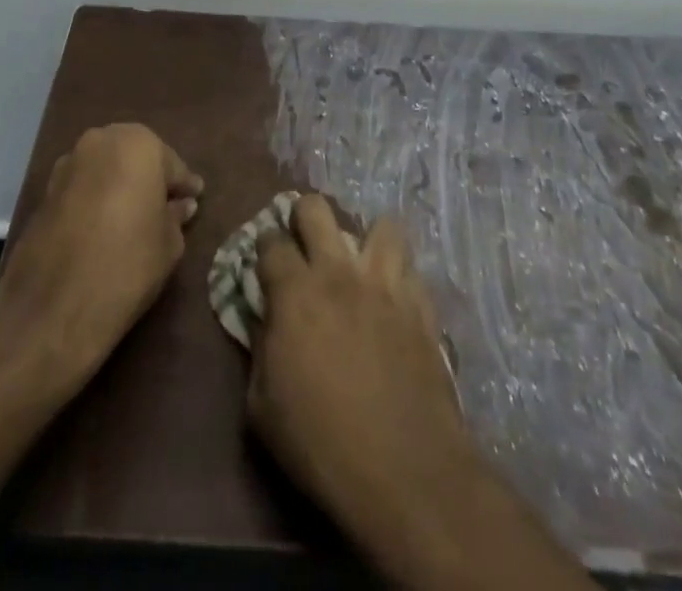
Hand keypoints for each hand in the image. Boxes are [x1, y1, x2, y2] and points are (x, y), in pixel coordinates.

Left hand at [0, 123, 203, 384]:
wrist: (55, 305)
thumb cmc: (128, 264)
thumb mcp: (169, 244)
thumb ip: (176, 216)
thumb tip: (180, 205)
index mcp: (138, 144)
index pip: (171, 164)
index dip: (184, 186)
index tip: (195, 198)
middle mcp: (101, 140)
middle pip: (135, 156)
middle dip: (150, 177)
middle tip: (165, 204)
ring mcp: (69, 162)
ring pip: (106, 167)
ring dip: (120, 183)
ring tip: (133, 215)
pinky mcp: (46, 189)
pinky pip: (83, 185)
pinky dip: (96, 196)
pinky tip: (104, 223)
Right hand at [249, 197, 587, 590]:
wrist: (405, 472)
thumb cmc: (321, 444)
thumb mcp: (262, 407)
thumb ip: (259, 350)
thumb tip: (263, 321)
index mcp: (295, 292)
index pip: (270, 241)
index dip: (263, 247)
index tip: (264, 264)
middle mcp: (338, 272)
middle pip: (316, 208)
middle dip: (303, 217)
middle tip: (304, 246)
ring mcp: (385, 284)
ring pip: (380, 225)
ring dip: (366, 239)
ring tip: (360, 264)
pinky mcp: (421, 306)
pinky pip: (412, 269)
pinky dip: (400, 276)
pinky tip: (394, 298)